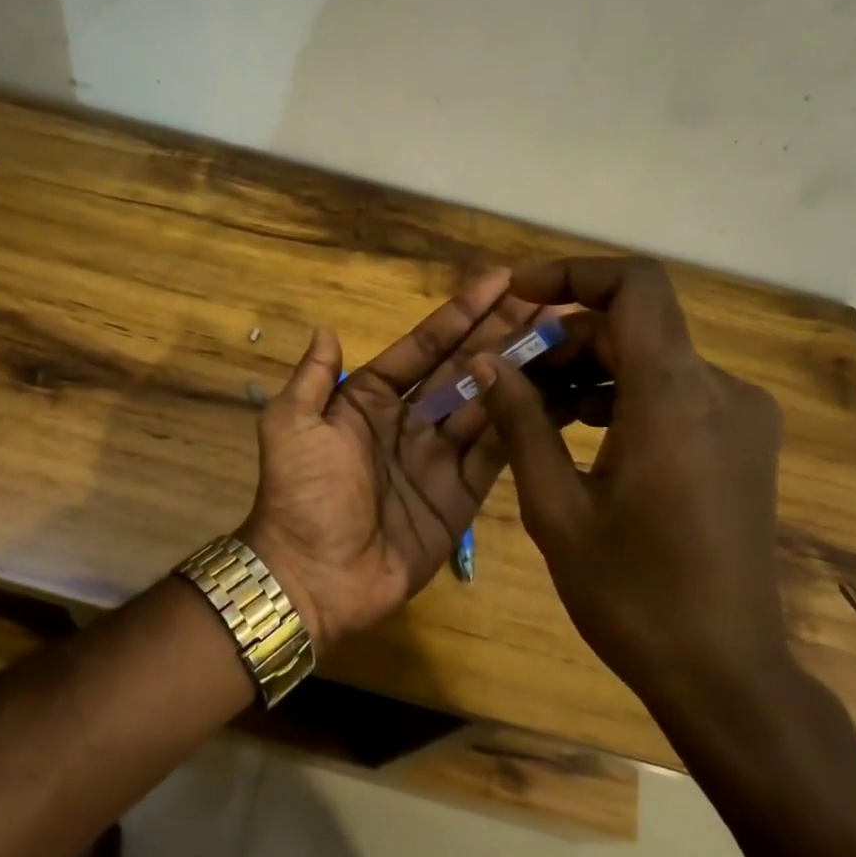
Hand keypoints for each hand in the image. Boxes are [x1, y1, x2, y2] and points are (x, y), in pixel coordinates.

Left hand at [239, 269, 545, 647]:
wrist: (314, 577)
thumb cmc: (300, 495)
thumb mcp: (291, 427)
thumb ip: (312, 378)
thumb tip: (326, 328)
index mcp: (368, 398)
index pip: (423, 346)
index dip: (460, 313)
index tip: (500, 280)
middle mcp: (409, 420)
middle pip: (463, 368)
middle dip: (501, 332)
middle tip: (549, 297)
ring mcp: (439, 457)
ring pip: (487, 403)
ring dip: (521, 369)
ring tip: (564, 332)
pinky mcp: (462, 495)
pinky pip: (497, 452)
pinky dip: (524, 423)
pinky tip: (557, 391)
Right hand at [471, 257, 790, 704]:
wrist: (723, 671)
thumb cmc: (630, 594)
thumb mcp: (555, 508)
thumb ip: (520, 422)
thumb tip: (484, 362)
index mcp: (674, 399)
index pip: (635, 288)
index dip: (573, 274)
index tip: (518, 295)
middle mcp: (719, 391)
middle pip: (634, 327)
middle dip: (563, 340)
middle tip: (504, 379)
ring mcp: (739, 418)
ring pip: (651, 360)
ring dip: (587, 371)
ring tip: (529, 411)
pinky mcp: (741, 443)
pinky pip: (672, 393)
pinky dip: (620, 397)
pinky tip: (575, 435)